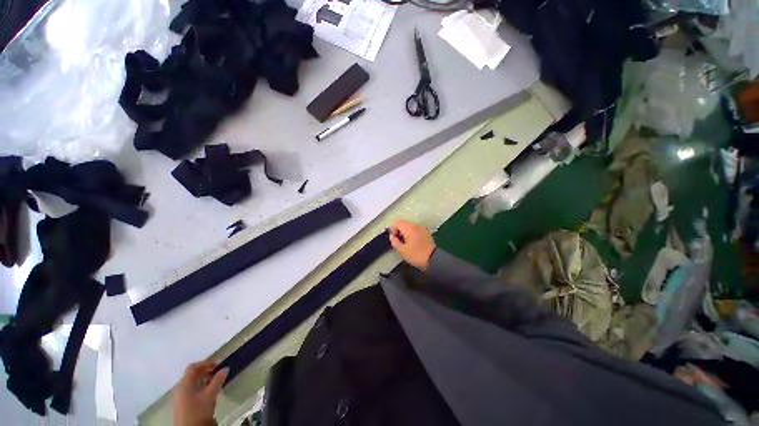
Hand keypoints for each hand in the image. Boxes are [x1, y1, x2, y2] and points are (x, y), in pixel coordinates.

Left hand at [173, 361, 228, 425]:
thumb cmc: (198, 410)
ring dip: (203, 379)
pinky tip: (207, 392)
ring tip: (214, 382)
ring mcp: (180, 396)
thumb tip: (225, 368)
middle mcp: (180, 388)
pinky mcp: (182, 404)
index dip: (206, 363)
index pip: (193, 367)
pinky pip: (190, 390)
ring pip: (191, 383)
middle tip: (217, 372)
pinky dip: (200, 387)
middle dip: (205, 371)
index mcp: (185, 383)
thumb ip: (217, 380)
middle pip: (192, 375)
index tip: (218, 364)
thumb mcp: (210, 395)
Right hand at [389, 220, 435, 270]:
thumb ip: (395, 242)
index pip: (398, 223)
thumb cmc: (416, 255)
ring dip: (405, 232)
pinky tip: (412, 243)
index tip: (394, 238)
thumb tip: (392, 236)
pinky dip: (412, 233)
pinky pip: (415, 229)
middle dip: (399, 231)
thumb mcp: (402, 250)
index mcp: (409, 228)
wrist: (433, 259)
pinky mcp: (426, 232)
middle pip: (404, 223)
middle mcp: (416, 225)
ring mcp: (422, 228)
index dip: (393, 229)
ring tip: (405, 243)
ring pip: (410, 226)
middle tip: (398, 241)